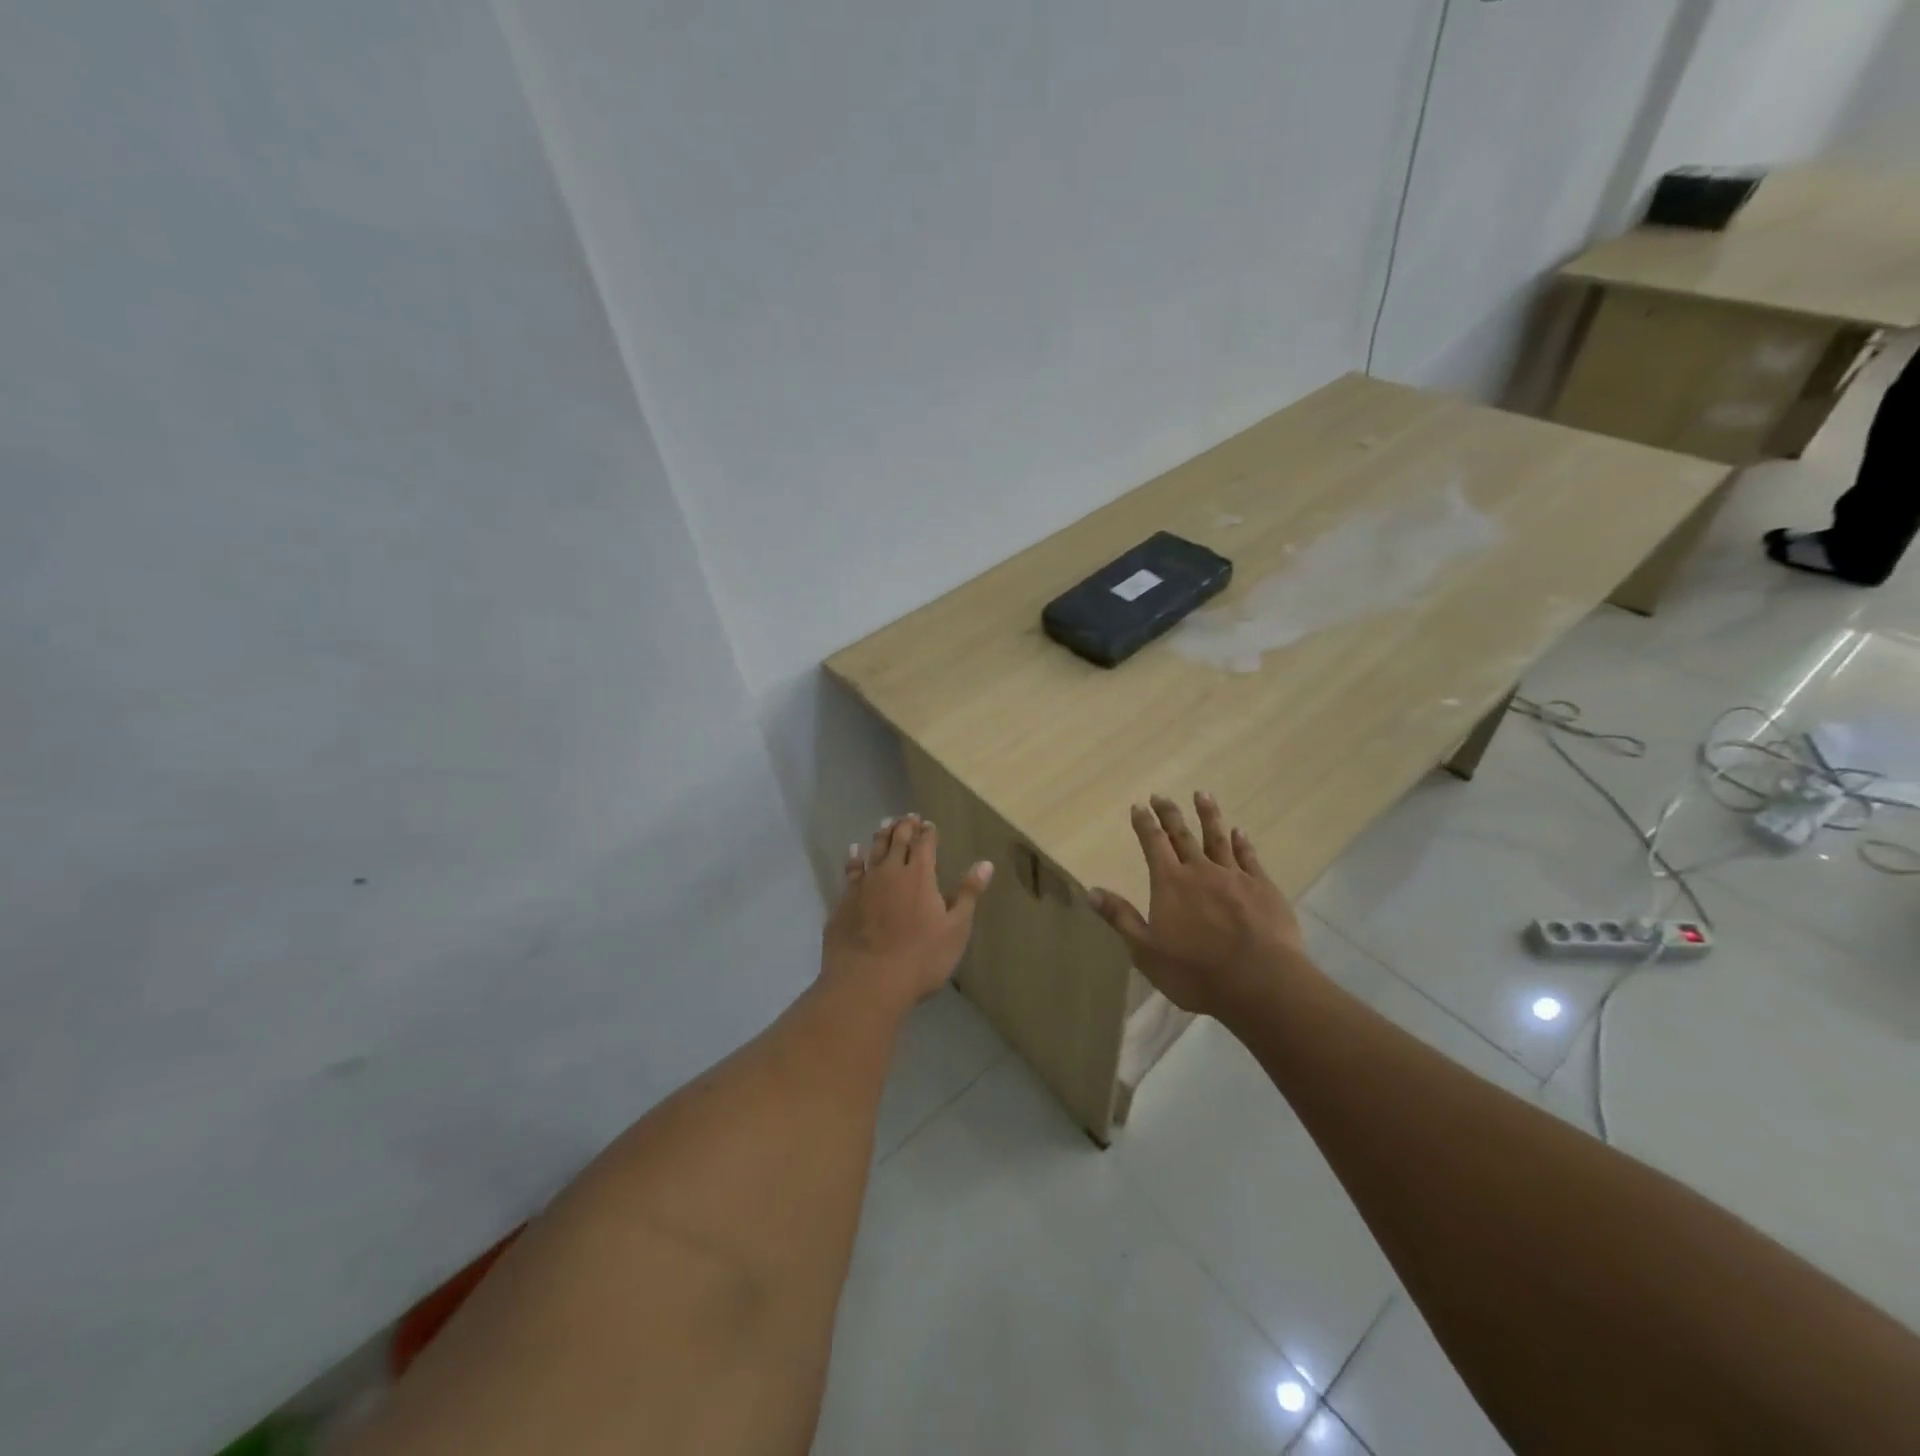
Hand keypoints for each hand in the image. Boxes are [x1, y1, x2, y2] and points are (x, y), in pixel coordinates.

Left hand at [822, 814, 993, 1009]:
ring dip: (881, 835)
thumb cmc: (920, 958)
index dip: (928, 832)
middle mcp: (891, 872)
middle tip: (908, 817)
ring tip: (885, 824)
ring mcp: (864, 884)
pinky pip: (850, 870)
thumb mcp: (955, 929)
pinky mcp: (844, 900)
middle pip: (897, 841)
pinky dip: (854, 857)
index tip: (929, 824)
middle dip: (904, 826)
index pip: (925, 844)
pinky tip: (853, 851)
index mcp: (920, 876)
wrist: (867, 982)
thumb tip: (985, 864)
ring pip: (873, 850)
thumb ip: (968, 894)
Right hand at [1089, 793, 1308, 1025]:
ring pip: (1217, 838)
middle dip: (1170, 814)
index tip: (1139, 806)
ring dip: (1208, 815)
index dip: (1144, 824)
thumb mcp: (1146, 950)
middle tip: (1161, 796)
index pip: (1153, 844)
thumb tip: (1092, 890)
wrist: (1260, 982)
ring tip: (1202, 794)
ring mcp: (1235, 877)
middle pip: (1182, 835)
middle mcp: (1200, 871)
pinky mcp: (1263, 888)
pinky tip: (1239, 832)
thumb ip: (1121, 917)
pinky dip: (1242, 842)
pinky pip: (1249, 857)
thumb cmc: (1196, 972)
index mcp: (1170, 883)